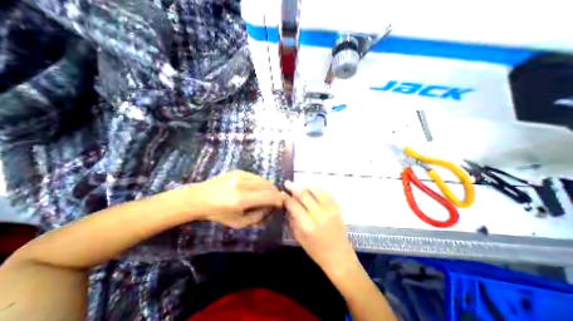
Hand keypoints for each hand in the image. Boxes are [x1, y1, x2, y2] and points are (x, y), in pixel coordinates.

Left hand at [171, 171, 285, 228]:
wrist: (199, 198)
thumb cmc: (218, 214)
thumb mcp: (238, 223)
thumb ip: (257, 217)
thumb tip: (270, 209)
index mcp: (240, 199)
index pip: (268, 196)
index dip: (278, 200)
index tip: (280, 204)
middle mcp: (242, 184)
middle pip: (268, 186)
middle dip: (275, 193)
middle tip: (275, 200)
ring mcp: (239, 175)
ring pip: (263, 180)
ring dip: (268, 188)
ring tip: (266, 195)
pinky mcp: (238, 171)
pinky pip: (256, 176)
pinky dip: (260, 183)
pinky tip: (256, 188)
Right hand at [283, 182, 356, 276]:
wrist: (339, 256)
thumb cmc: (316, 250)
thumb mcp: (299, 237)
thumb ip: (292, 219)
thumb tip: (288, 205)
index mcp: (307, 225)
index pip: (293, 205)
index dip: (286, 198)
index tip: (281, 193)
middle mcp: (319, 214)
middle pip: (304, 194)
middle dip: (293, 187)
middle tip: (287, 183)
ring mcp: (330, 210)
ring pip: (315, 190)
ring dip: (306, 187)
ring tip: (299, 187)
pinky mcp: (337, 208)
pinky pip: (326, 193)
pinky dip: (317, 189)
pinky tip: (312, 190)